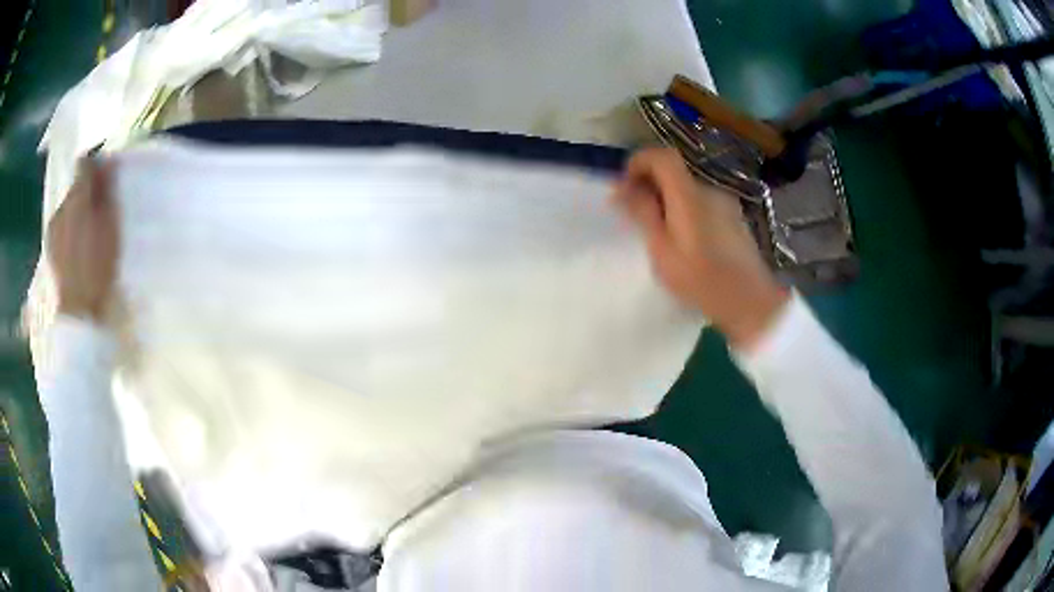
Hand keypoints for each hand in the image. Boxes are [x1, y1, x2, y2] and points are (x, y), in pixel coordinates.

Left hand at [47, 159, 118, 320]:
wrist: (78, 313)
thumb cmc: (98, 268)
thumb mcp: (110, 226)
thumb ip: (107, 190)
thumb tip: (109, 161)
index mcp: (76, 197)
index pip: (84, 163)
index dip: (96, 167)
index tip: (106, 180)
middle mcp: (61, 206)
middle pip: (75, 187)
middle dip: (87, 193)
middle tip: (100, 211)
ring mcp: (52, 228)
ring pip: (67, 207)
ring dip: (77, 212)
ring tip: (88, 233)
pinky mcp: (49, 248)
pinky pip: (61, 226)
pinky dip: (69, 229)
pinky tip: (77, 248)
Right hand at [613, 148, 787, 348]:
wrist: (751, 303)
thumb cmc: (702, 281)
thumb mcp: (663, 251)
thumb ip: (643, 214)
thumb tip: (620, 188)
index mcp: (689, 196)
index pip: (662, 156)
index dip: (639, 162)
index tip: (625, 187)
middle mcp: (709, 190)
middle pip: (674, 172)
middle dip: (650, 185)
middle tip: (636, 216)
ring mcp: (725, 203)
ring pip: (688, 189)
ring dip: (668, 201)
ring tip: (660, 235)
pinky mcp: (734, 218)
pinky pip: (702, 203)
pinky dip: (686, 211)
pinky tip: (686, 243)